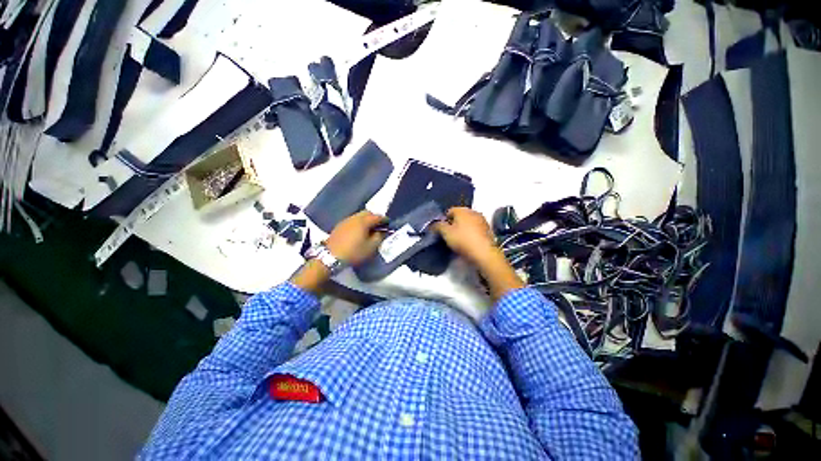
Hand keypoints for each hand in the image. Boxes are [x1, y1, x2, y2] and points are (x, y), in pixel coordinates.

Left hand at [325, 211, 386, 265]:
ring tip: (368, 230)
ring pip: (359, 216)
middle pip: (367, 213)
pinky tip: (358, 232)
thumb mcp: (371, 247)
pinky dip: (358, 224)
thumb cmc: (354, 252)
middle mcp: (354, 218)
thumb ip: (379, 237)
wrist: (331, 257)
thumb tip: (382, 231)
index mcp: (364, 221)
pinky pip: (352, 221)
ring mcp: (345, 221)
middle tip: (379, 226)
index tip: (389, 224)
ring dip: (365, 220)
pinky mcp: (339, 226)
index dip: (385, 220)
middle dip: (374, 217)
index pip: (377, 216)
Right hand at [433, 208, 498, 266]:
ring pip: (468, 223)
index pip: (449, 211)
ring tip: (459, 240)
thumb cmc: (463, 240)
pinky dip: (471, 234)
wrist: (484, 253)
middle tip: (449, 235)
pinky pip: (475, 229)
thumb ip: (438, 226)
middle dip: (454, 224)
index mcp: (462, 210)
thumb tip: (433, 224)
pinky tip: (468, 243)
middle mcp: (473, 212)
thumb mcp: (446, 233)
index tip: (442, 231)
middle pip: (460, 216)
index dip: (444, 220)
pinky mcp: (488, 230)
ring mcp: (482, 221)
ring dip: (463, 229)